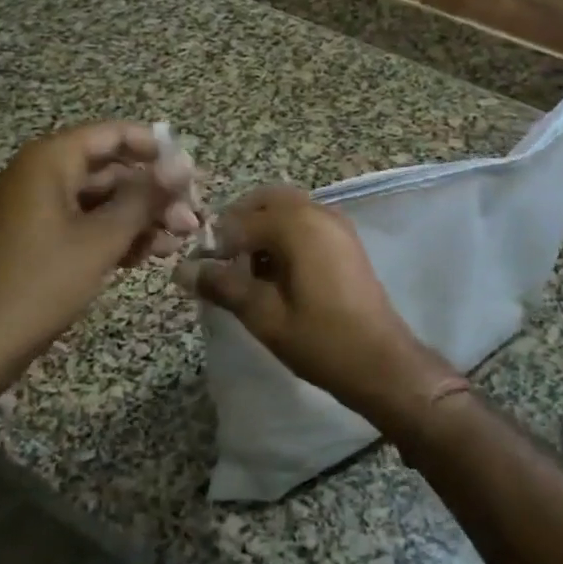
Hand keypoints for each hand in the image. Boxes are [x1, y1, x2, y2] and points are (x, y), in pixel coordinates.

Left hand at [0, 122, 201, 387]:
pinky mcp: (38, 237)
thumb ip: (145, 198)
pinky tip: (147, 255)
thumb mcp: (102, 238)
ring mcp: (37, 207)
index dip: (155, 149)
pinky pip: (85, 221)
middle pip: (110, 169)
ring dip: (141, 217)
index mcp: (49, 161)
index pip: (112, 135)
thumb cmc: (42, 282)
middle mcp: (41, 174)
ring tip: (178, 241)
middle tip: (192, 217)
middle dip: (153, 193)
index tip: (191, 173)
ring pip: (102, 199)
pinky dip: (116, 234)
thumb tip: (184, 165)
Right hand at [178, 186, 451, 423]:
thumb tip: (181, 270)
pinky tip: (276, 273)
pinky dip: (285, 234)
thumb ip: (222, 285)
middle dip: (239, 224)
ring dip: (262, 228)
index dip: (215, 244)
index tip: (201, 272)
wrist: (381, 363)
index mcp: (296, 224)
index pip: (239, 219)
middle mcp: (318, 211)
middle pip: (266, 200)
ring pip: (287, 209)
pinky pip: (306, 221)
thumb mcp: (263, 315)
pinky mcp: (345, 240)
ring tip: (247, 271)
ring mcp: (336, 223)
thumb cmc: (319, 340)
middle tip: (223, 262)